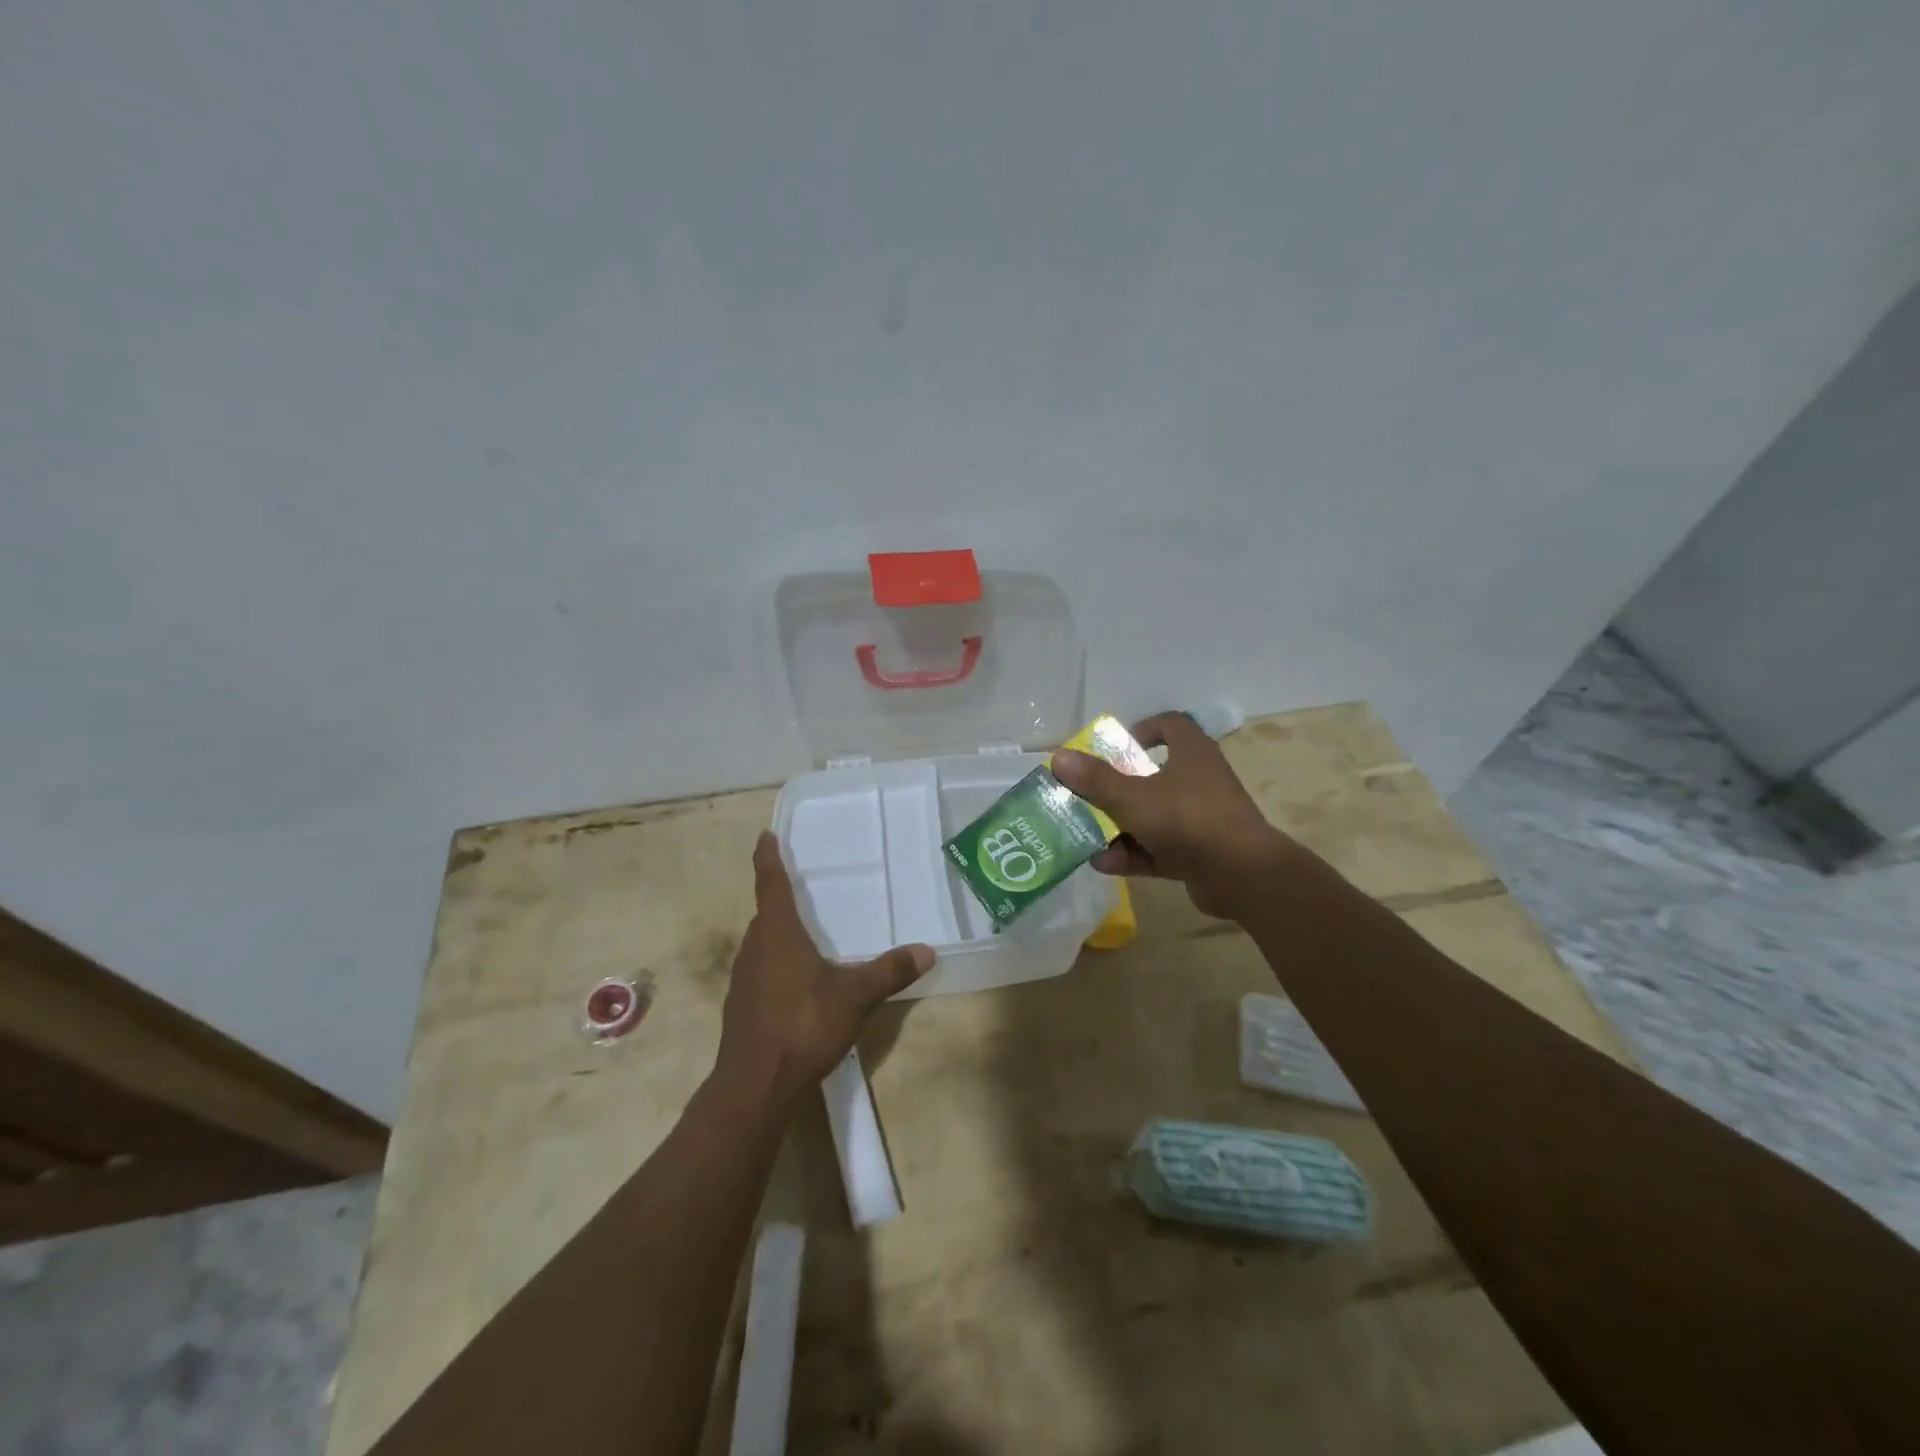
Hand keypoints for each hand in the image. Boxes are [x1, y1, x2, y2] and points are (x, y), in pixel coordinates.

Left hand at [712, 832, 934, 1111]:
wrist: (755, 1085)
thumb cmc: (802, 1025)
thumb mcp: (853, 996)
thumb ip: (889, 971)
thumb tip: (927, 950)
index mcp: (778, 933)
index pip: (771, 884)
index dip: (768, 859)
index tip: (765, 836)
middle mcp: (755, 948)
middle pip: (766, 915)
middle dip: (780, 901)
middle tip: (802, 889)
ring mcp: (743, 979)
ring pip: (762, 944)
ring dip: (778, 935)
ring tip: (805, 935)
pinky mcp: (741, 1006)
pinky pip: (760, 970)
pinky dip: (776, 964)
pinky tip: (796, 983)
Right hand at [1051, 712, 1294, 918]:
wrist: (1241, 876)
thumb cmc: (1187, 820)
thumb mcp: (1133, 797)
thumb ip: (1096, 780)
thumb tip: (1058, 758)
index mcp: (1192, 754)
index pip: (1172, 725)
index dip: (1145, 729)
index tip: (1118, 746)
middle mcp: (1199, 781)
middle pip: (1154, 775)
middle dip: (1118, 788)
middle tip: (1089, 795)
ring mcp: (1201, 819)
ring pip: (1153, 816)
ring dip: (1120, 827)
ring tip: (1087, 836)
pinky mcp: (1199, 853)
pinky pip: (1159, 849)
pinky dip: (1133, 854)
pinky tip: (1102, 864)